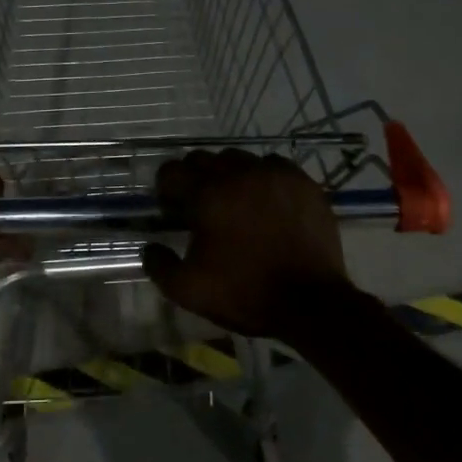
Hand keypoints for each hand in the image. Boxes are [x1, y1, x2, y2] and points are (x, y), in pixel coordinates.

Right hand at [141, 150, 353, 338]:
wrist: (311, 302)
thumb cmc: (245, 293)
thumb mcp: (188, 290)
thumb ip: (159, 265)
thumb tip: (151, 246)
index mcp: (207, 195)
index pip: (172, 171)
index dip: (166, 189)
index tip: (171, 209)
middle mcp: (239, 174)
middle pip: (204, 159)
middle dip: (195, 178)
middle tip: (200, 206)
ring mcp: (274, 175)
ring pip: (240, 159)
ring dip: (229, 175)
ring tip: (235, 202)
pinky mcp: (302, 183)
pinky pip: (273, 165)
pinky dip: (263, 177)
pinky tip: (266, 201)